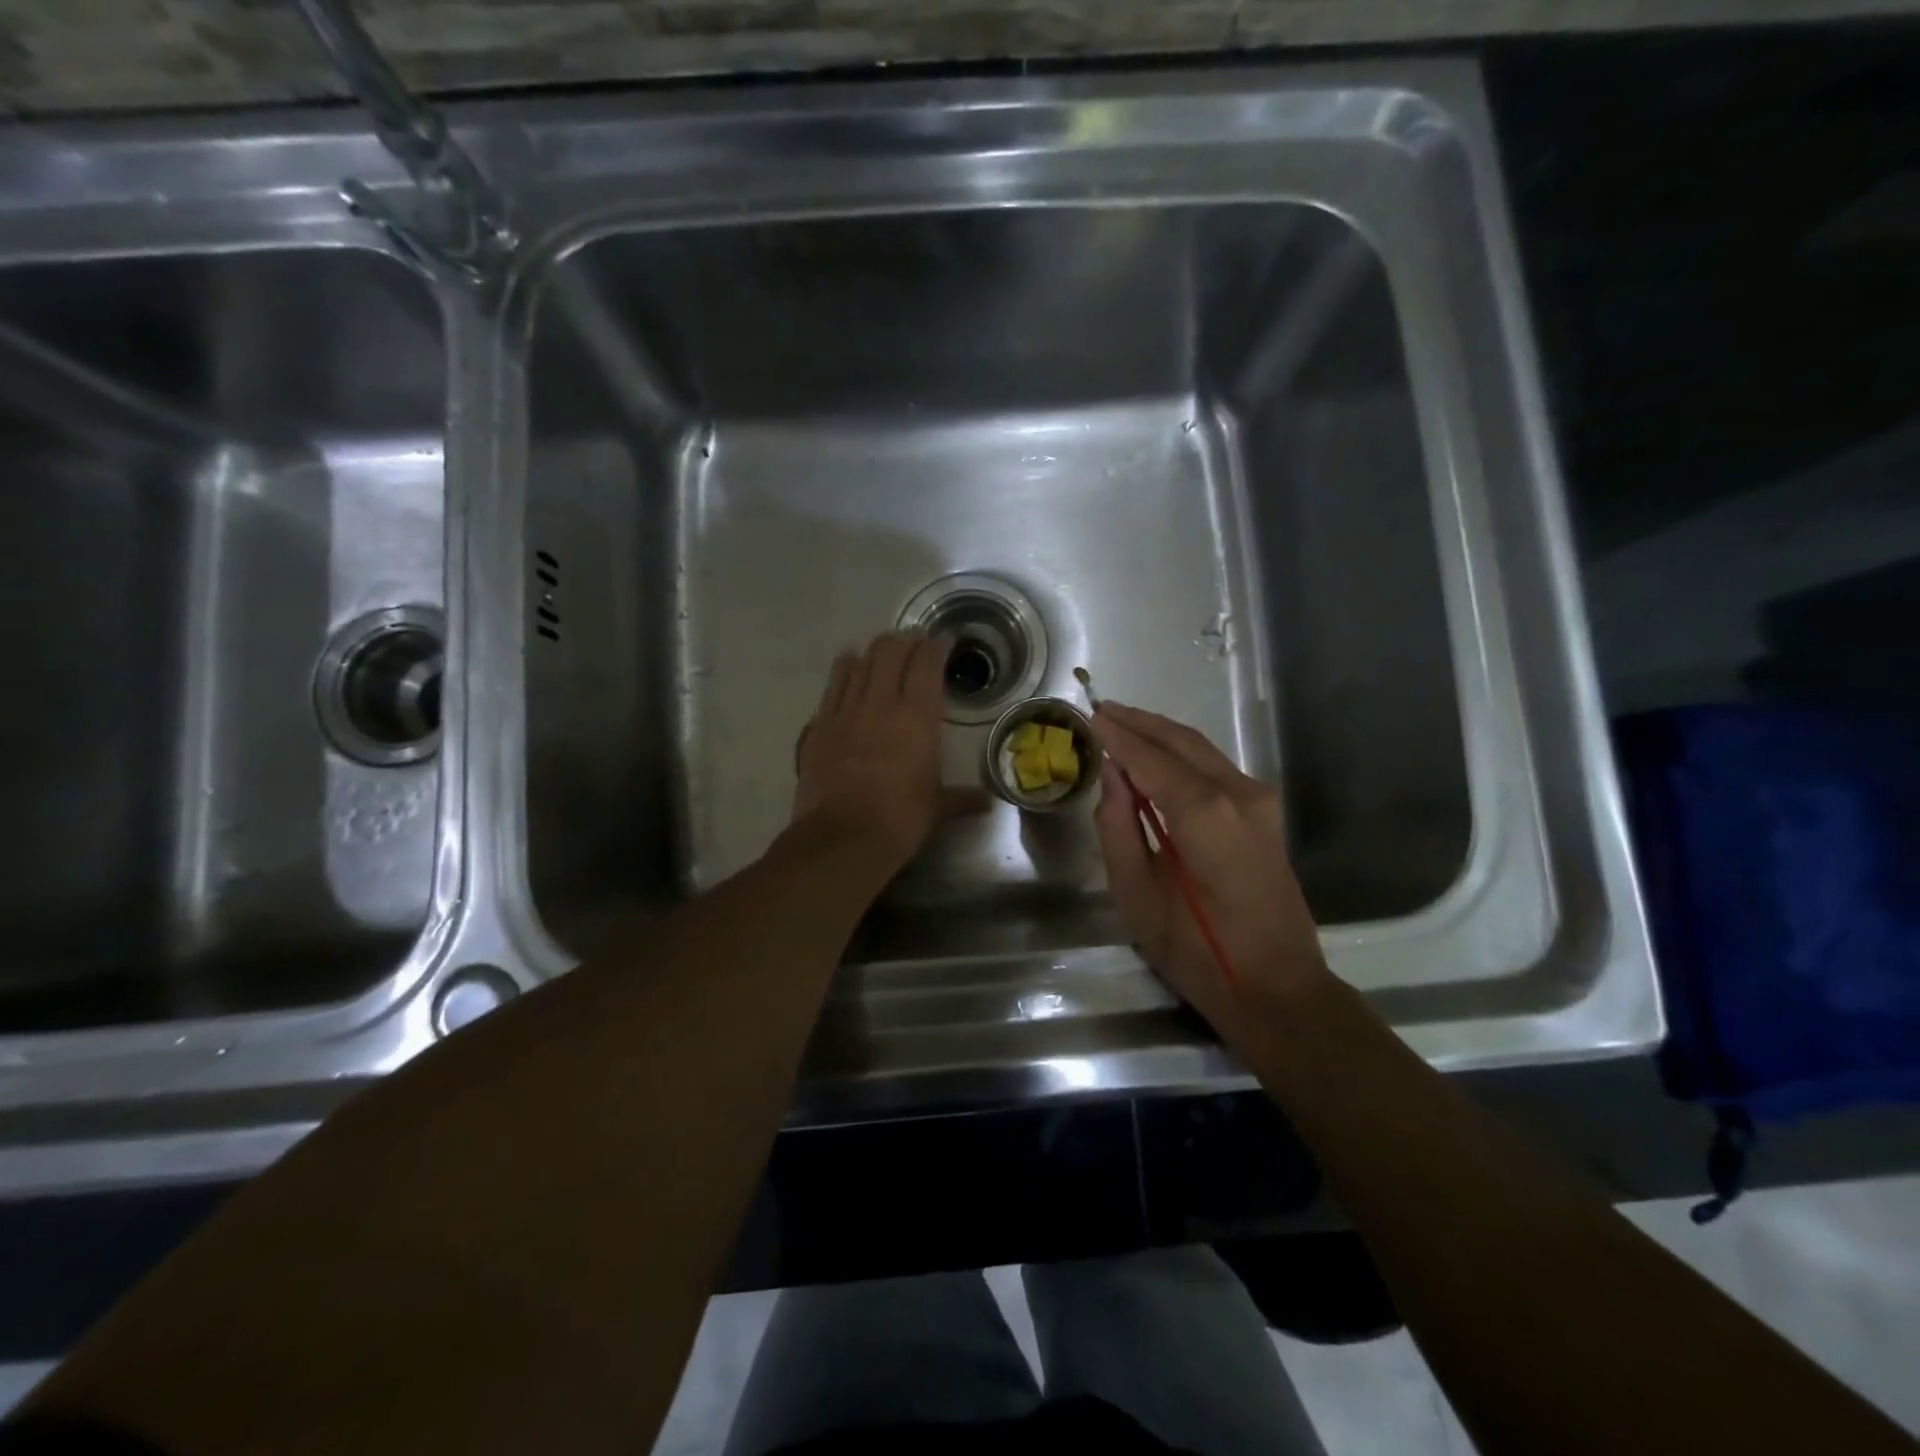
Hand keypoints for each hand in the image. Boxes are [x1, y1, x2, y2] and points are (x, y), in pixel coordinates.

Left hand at [793, 632, 985, 868]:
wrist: (842, 837)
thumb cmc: (900, 820)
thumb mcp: (937, 808)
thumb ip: (961, 799)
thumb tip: (987, 804)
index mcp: (917, 716)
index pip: (927, 663)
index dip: (936, 647)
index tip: (942, 643)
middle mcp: (880, 702)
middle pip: (889, 651)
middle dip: (904, 642)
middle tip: (913, 647)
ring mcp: (845, 710)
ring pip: (858, 662)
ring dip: (873, 653)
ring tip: (882, 654)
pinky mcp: (820, 725)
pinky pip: (833, 685)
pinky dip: (844, 670)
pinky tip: (848, 667)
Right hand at [1091, 701, 1332, 1049]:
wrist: (1278, 988)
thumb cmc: (1197, 952)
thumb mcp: (1137, 896)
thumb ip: (1118, 828)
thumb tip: (1110, 776)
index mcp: (1204, 814)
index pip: (1149, 759)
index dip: (1116, 736)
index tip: (1086, 715)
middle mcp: (1238, 793)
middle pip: (1180, 741)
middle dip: (1138, 723)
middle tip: (1100, 709)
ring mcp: (1258, 801)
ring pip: (1201, 749)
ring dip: (1160, 734)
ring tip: (1121, 724)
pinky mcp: (1264, 813)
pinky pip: (1215, 767)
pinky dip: (1181, 754)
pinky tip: (1156, 756)